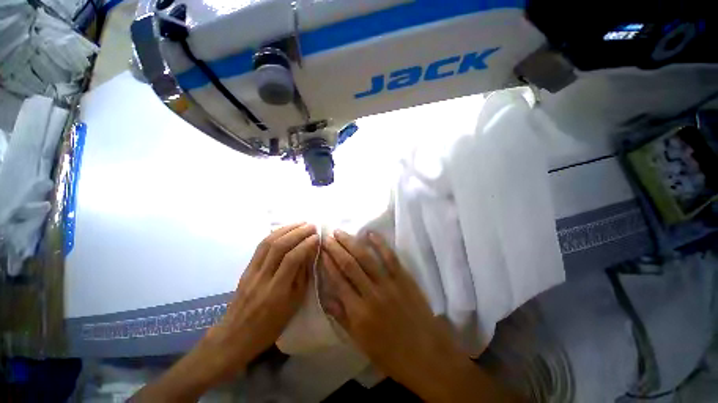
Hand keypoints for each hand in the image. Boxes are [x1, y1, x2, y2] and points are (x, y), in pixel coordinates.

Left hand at [203, 223, 318, 372]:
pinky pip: (260, 247)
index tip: (317, 237)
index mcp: (277, 291)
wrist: (236, 335)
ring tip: (300, 223)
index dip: (306, 245)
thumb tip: (310, 253)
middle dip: (298, 232)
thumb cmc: (271, 325)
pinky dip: (274, 234)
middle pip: (279, 247)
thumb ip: (302, 276)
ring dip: (286, 229)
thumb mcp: (294, 304)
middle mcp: (262, 278)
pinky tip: (284, 229)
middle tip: (312, 226)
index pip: (293, 259)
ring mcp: (251, 272)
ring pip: (268, 243)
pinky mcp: (246, 269)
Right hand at [322, 230, 522, 402]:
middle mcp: (371, 294)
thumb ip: (343, 318)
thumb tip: (327, 298)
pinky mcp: (404, 278)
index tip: (321, 251)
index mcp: (359, 313)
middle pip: (349, 265)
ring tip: (340, 232)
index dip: (328, 264)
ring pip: (366, 258)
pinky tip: (370, 233)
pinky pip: (390, 257)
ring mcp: (389, 283)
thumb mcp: (361, 343)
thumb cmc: (391, 354)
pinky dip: (380, 243)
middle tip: (327, 237)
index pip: (338, 282)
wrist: (427, 355)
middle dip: (336, 249)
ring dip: (351, 242)